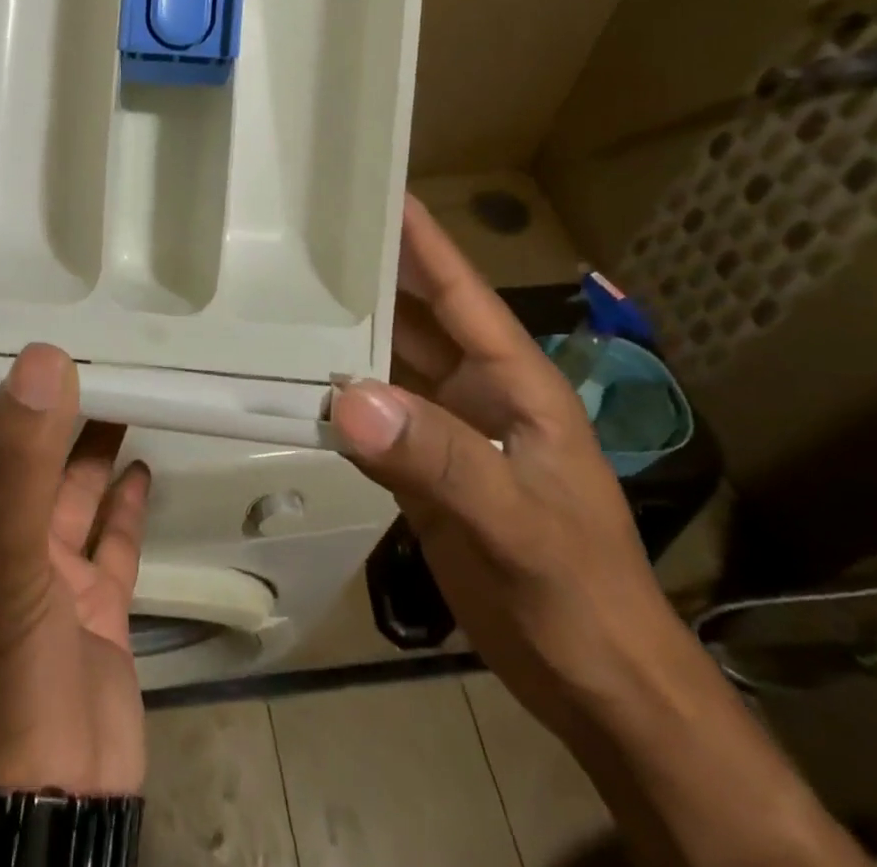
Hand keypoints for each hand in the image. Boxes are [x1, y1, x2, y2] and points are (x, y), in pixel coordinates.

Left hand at [0, 343, 151, 794]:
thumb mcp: (2, 553)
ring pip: (76, 492)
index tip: (64, 336)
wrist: (47, 799)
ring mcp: (51, 576)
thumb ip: (21, 457)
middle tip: (110, 356)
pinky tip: (143, 468)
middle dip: (68, 411)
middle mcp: (4, 541)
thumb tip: (44, 358)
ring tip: (132, 395)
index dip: (27, 386)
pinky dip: (125, 503)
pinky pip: (112, 540)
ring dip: (97, 447)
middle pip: (39, 457)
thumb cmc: (6, 663)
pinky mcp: (95, 606)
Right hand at [330, 196, 692, 743]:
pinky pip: (370, 419)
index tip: (374, 188)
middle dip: (366, 277)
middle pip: (413, 318)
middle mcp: (476, 392)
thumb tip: (347, 396)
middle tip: (301, 237)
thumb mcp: (516, 522)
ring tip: (280, 296)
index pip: (461, 291)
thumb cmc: (579, 593)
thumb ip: (437, 457)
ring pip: (386, 366)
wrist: (596, 688)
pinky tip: (291, 383)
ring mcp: (447, 431)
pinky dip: (334, 399)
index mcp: (514, 381)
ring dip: (342, 337)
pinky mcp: (421, 470)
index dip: (421, 238)